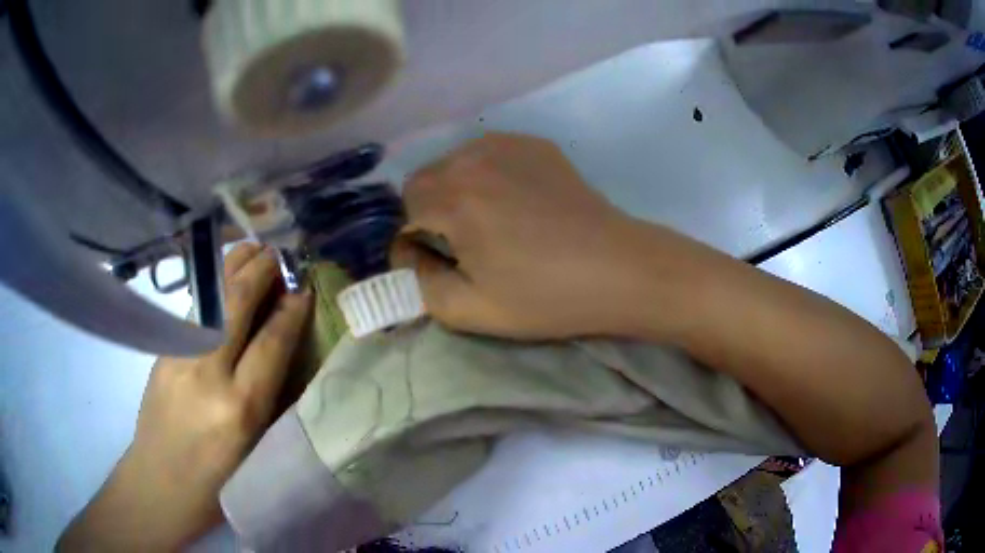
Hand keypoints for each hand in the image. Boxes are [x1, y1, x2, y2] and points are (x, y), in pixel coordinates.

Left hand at [58, 244, 311, 551]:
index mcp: (240, 409)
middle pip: (236, 305)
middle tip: (280, 251)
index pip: (271, 342)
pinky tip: (223, 278)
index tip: (304, 286)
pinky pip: (194, 310)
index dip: (291, 309)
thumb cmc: (220, 483)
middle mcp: (208, 374)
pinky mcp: (162, 353)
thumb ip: (272, 397)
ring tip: (253, 249)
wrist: (160, 485)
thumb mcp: (258, 450)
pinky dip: (214, 287)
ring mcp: (178, 358)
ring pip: (211, 298)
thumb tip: (285, 349)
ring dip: (234, 268)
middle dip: (262, 271)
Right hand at [397, 133, 672, 338]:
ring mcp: (507, 144)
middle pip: (426, 180)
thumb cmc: (546, 295)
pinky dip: (487, 177)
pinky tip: (517, 204)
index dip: (414, 239)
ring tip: (493, 224)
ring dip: (457, 192)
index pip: (404, 207)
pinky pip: (488, 155)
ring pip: (455, 164)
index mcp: (454, 197)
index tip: (440, 262)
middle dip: (432, 212)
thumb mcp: (469, 310)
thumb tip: (409, 254)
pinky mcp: (534, 145)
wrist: (619, 269)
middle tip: (466, 245)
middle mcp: (473, 158)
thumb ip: (418, 283)